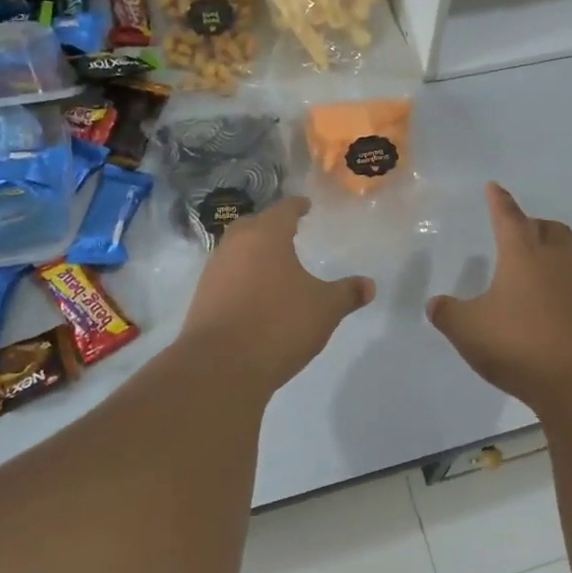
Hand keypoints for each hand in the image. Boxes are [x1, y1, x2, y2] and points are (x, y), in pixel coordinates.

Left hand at [179, 196, 373, 389]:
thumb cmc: (279, 324)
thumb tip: (369, 285)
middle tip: (291, 234)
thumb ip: (347, 293)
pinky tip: (256, 294)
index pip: (284, 210)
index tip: (306, 207)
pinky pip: (227, 276)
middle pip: (255, 225)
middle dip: (272, 227)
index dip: (297, 207)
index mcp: (266, 235)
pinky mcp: (202, 298)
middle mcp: (235, 245)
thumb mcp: (325, 309)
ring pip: (237, 250)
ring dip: (254, 253)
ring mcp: (214, 271)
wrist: (220, 366)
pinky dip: (243, 277)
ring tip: (275, 265)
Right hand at [427, 183, 571, 407]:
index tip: (495, 187)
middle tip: (520, 232)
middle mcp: (556, 263)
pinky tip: (555, 306)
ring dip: (558, 251)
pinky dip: (568, 286)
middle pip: (551, 229)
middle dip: (535, 225)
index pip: (509, 217)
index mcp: (523, 256)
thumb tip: (435, 304)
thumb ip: (448, 314)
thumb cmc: (519, 345)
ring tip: (543, 265)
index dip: (499, 201)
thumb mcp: (468, 331)